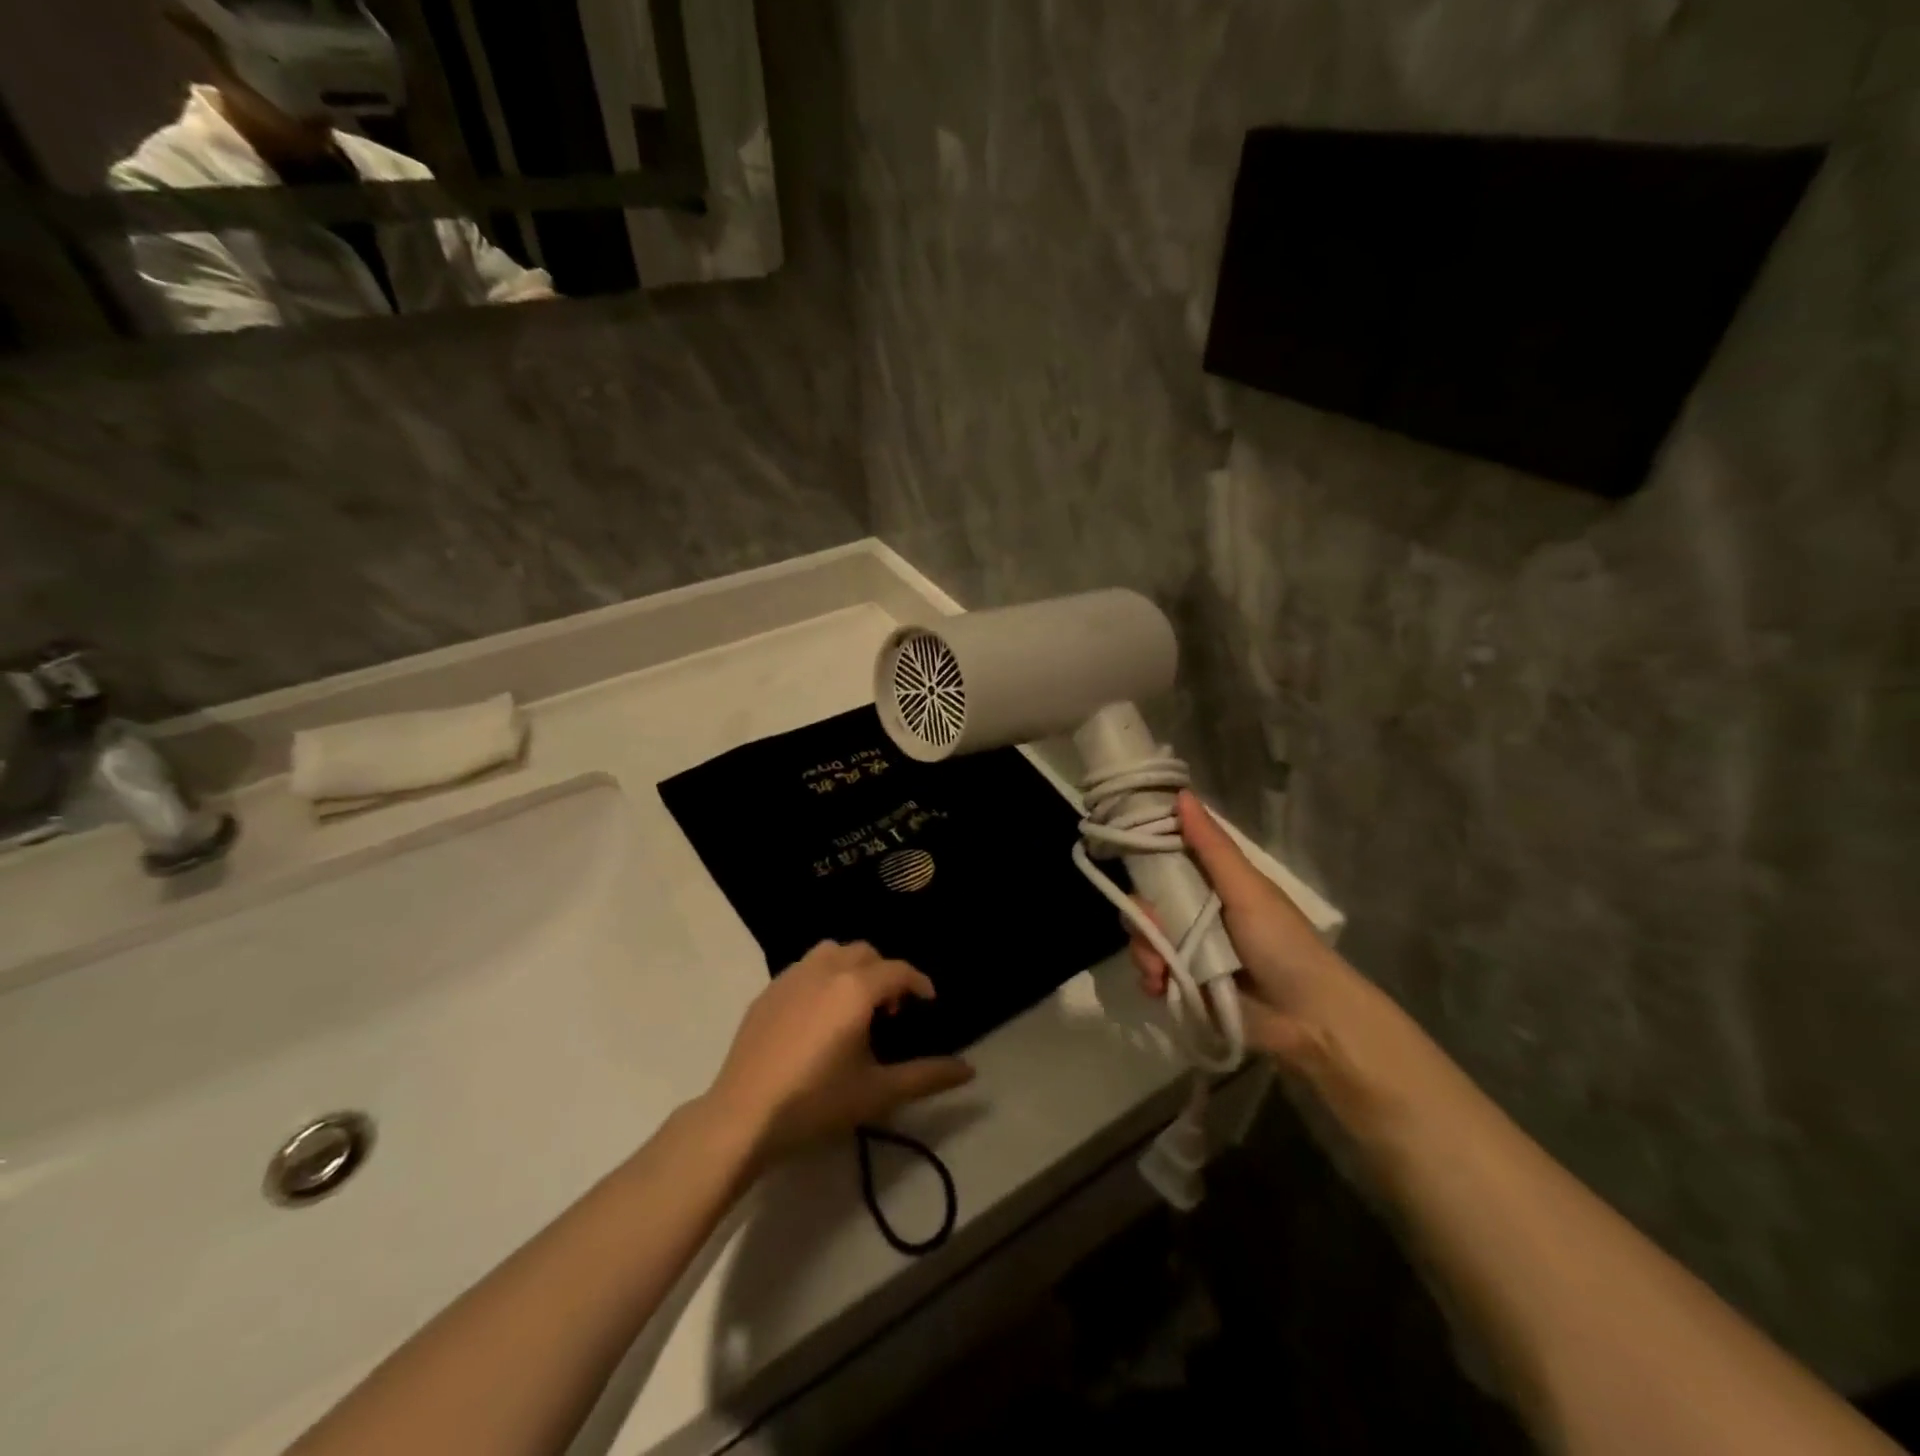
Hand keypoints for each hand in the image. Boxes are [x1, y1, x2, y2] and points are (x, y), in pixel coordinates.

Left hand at [706, 941, 974, 1159]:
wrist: (743, 1117)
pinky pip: (805, 968)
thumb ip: (928, 1076)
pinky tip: (818, 1016)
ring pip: (832, 952)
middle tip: (891, 1011)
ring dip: (852, 968)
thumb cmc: (817, 1103)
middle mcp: (825, 969)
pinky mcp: (767, 991)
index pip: (899, 970)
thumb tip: (970, 1071)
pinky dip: (823, 977)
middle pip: (866, 953)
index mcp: (855, 988)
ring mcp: (792, 976)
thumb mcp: (878, 1092)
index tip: (929, 1002)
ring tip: (854, 1006)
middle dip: (885, 973)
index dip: (919, 983)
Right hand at [1128, 791, 1353, 1065]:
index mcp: (1215, 886)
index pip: (1167, 863)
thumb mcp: (1246, 889)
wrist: (1307, 1019)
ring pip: (1145, 939)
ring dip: (1145, 953)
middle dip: (1142, 919)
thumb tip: (1181, 794)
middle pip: (1149, 904)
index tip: (1125, 856)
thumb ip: (1211, 847)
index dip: (1146, 860)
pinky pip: (1151, 975)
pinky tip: (1161, 988)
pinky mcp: (1187, 987)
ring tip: (1161, 972)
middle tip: (1154, 932)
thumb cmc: (1282, 943)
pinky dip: (1150, 980)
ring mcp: (1191, 952)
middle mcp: (1199, 915)